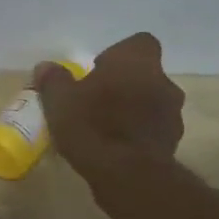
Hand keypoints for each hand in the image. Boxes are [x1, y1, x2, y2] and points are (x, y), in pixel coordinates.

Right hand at [35, 32, 185, 186]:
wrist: (128, 175)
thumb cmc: (93, 125)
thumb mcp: (59, 101)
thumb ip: (54, 80)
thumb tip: (45, 67)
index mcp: (136, 62)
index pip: (140, 43)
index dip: (119, 54)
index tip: (99, 70)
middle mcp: (162, 82)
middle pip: (146, 75)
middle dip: (125, 85)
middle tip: (98, 100)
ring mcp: (172, 114)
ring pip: (152, 103)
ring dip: (134, 110)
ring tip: (106, 128)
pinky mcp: (172, 143)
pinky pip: (153, 130)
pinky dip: (138, 134)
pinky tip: (116, 148)